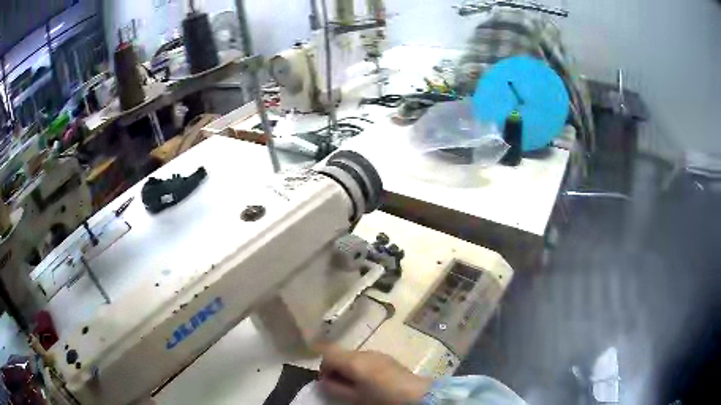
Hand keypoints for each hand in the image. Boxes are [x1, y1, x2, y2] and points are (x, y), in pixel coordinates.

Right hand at [319, 346, 431, 404]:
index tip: (327, 382)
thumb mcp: (354, 398)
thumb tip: (324, 382)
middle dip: (336, 368)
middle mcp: (364, 352)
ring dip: (349, 368)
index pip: (328, 354)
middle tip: (341, 386)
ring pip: (354, 357)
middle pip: (341, 354)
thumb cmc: (382, 398)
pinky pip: (367, 359)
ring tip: (356, 386)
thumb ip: (335, 388)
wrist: (416, 395)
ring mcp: (378, 353)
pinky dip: (362, 368)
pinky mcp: (387, 358)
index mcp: (353, 360)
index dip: (323, 367)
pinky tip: (371, 382)